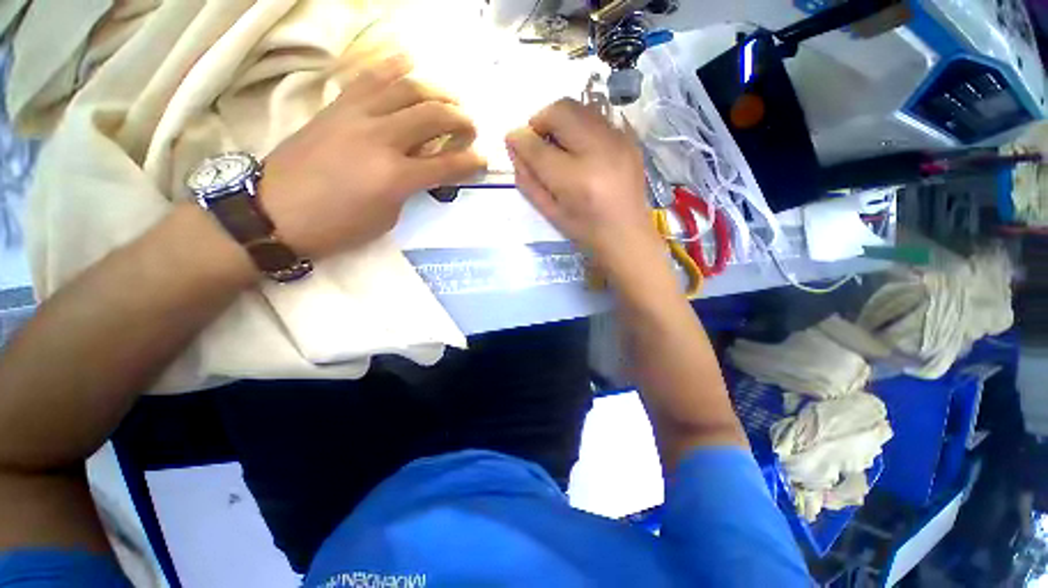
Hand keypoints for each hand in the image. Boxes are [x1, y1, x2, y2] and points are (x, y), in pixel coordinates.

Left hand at [260, 55, 484, 258]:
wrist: (275, 212)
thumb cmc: (337, 226)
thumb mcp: (386, 218)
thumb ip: (409, 190)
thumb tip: (421, 170)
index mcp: (396, 177)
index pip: (447, 164)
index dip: (470, 162)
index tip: (482, 160)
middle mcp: (381, 139)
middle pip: (432, 118)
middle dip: (460, 120)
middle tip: (470, 127)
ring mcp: (357, 117)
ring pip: (405, 89)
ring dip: (435, 91)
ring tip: (449, 97)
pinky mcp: (337, 107)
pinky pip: (368, 78)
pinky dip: (391, 65)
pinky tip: (408, 60)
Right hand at [505, 98, 662, 277]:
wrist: (627, 236)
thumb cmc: (585, 231)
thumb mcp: (551, 212)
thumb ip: (529, 179)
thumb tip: (514, 146)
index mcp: (576, 180)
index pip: (538, 146)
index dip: (520, 138)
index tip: (513, 139)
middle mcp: (600, 152)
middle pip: (562, 111)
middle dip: (541, 119)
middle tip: (537, 140)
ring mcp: (619, 142)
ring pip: (581, 108)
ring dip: (561, 120)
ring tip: (558, 144)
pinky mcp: (630, 140)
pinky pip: (598, 118)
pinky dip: (580, 126)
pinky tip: (580, 149)